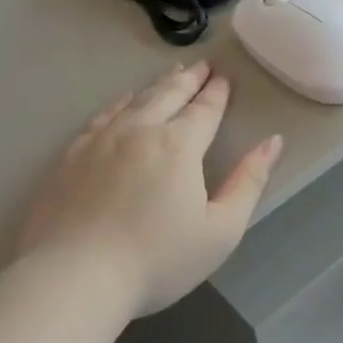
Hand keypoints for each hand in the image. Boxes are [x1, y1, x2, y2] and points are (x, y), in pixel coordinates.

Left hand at [19, 62, 282, 317]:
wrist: (74, 277)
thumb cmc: (157, 260)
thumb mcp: (221, 230)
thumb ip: (248, 182)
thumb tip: (272, 142)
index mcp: (178, 146)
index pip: (204, 111)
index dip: (217, 94)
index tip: (224, 77)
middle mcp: (139, 131)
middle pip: (168, 95)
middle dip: (189, 79)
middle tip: (201, 65)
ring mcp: (99, 141)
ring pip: (134, 101)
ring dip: (157, 85)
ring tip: (170, 74)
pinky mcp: (70, 157)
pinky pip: (101, 117)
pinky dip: (118, 103)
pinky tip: (122, 102)